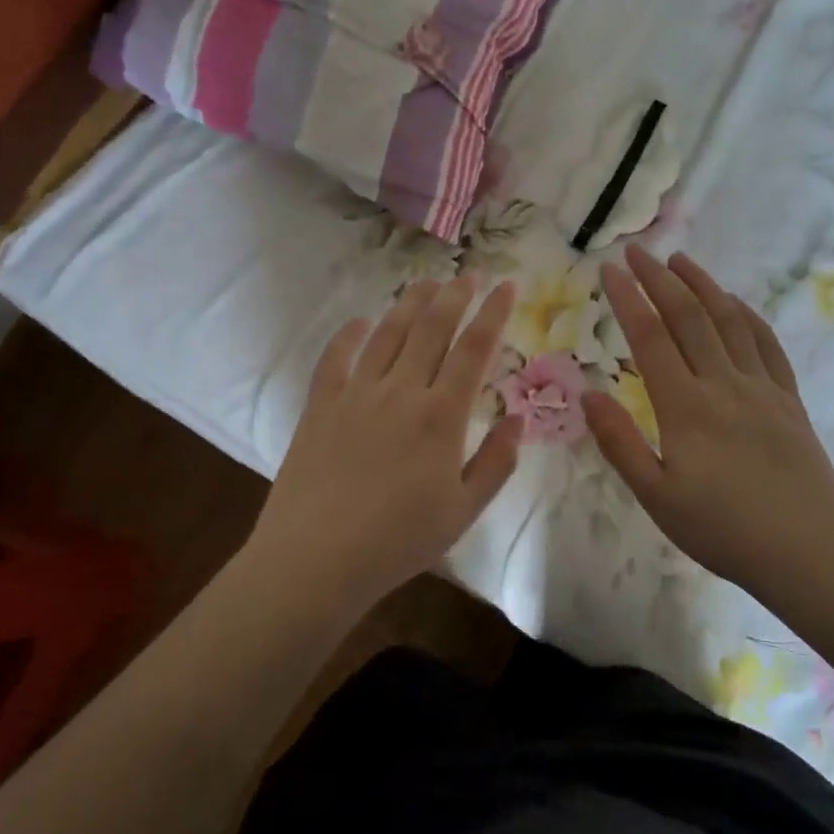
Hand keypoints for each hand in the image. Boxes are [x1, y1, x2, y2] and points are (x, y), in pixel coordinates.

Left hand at [247, 275, 522, 605]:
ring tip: (426, 283)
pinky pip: (336, 358)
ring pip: (388, 334)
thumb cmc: (398, 541)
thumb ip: (496, 462)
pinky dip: (349, 334)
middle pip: (432, 328)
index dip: (493, 313)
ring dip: (410, 303)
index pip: (474, 349)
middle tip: (469, 273)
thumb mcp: (463, 511)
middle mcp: (401, 391)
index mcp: (441, 416)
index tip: (507, 285)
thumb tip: (518, 419)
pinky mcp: (321, 405)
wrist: (316, 559)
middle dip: (455, 295)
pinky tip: (359, 321)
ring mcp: (356, 394)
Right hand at [584, 246, 833, 596]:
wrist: (808, 551)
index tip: (609, 269)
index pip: (650, 337)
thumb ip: (620, 443)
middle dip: (659, 279)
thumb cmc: (723, 530)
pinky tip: (735, 303)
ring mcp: (761, 387)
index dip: (627, 299)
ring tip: (680, 261)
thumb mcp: (657, 497)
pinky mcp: (788, 399)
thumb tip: (587, 394)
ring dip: (702, 285)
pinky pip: (766, 344)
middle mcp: (723, 384)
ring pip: (729, 321)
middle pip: (688, 317)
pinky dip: (747, 315)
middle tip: (637, 251)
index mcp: (685, 406)